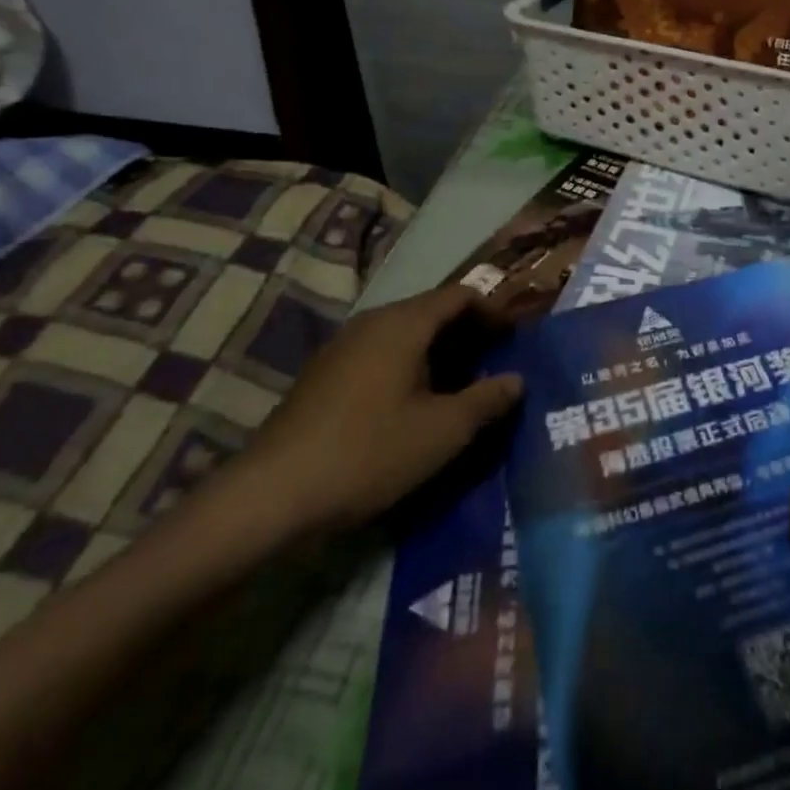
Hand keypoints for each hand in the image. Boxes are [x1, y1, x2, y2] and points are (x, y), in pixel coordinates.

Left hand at [223, 284, 521, 540]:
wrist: (272, 494)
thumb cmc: (369, 452)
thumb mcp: (443, 432)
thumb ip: (487, 400)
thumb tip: (517, 380)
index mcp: (403, 323)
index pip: (460, 295)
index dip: (494, 312)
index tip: (516, 339)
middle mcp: (372, 322)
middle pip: (432, 311)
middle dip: (469, 333)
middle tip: (496, 365)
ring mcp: (343, 346)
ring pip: (405, 334)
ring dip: (440, 352)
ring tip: (462, 388)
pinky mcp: (325, 374)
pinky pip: (381, 353)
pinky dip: (410, 365)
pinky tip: (415, 404)